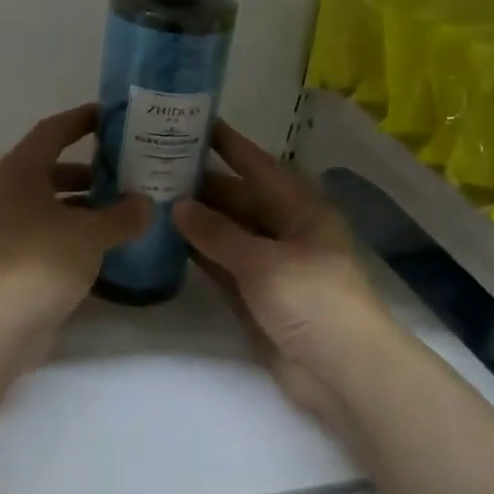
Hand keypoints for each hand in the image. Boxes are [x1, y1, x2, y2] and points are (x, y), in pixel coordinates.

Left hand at [0, 105, 149, 325]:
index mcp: (16, 172)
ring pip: (41, 205)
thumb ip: (122, 216)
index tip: (108, 116)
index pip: (51, 132)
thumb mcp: (91, 234)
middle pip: (45, 170)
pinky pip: (35, 233)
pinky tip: (93, 248)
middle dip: (84, 172)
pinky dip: (63, 233)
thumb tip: (145, 206)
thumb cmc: (43, 260)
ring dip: (75, 206)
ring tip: (115, 213)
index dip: (80, 121)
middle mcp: (0, 194)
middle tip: (121, 174)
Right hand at [172, 122, 394, 429]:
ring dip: (195, 221)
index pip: (258, 166)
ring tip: (151, 199)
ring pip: (226, 233)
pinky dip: (199, 255)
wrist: (342, 371)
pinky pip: (222, 266)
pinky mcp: (255, 296)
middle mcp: (284, 230)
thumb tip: (178, 206)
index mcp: (299, 209)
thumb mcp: (263, 261)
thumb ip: (218, 233)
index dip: (229, 145)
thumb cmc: (312, 300)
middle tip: (154, 166)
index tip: (195, 123)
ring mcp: (269, 265)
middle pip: (238, 199)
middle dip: (202, 185)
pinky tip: (167, 242)